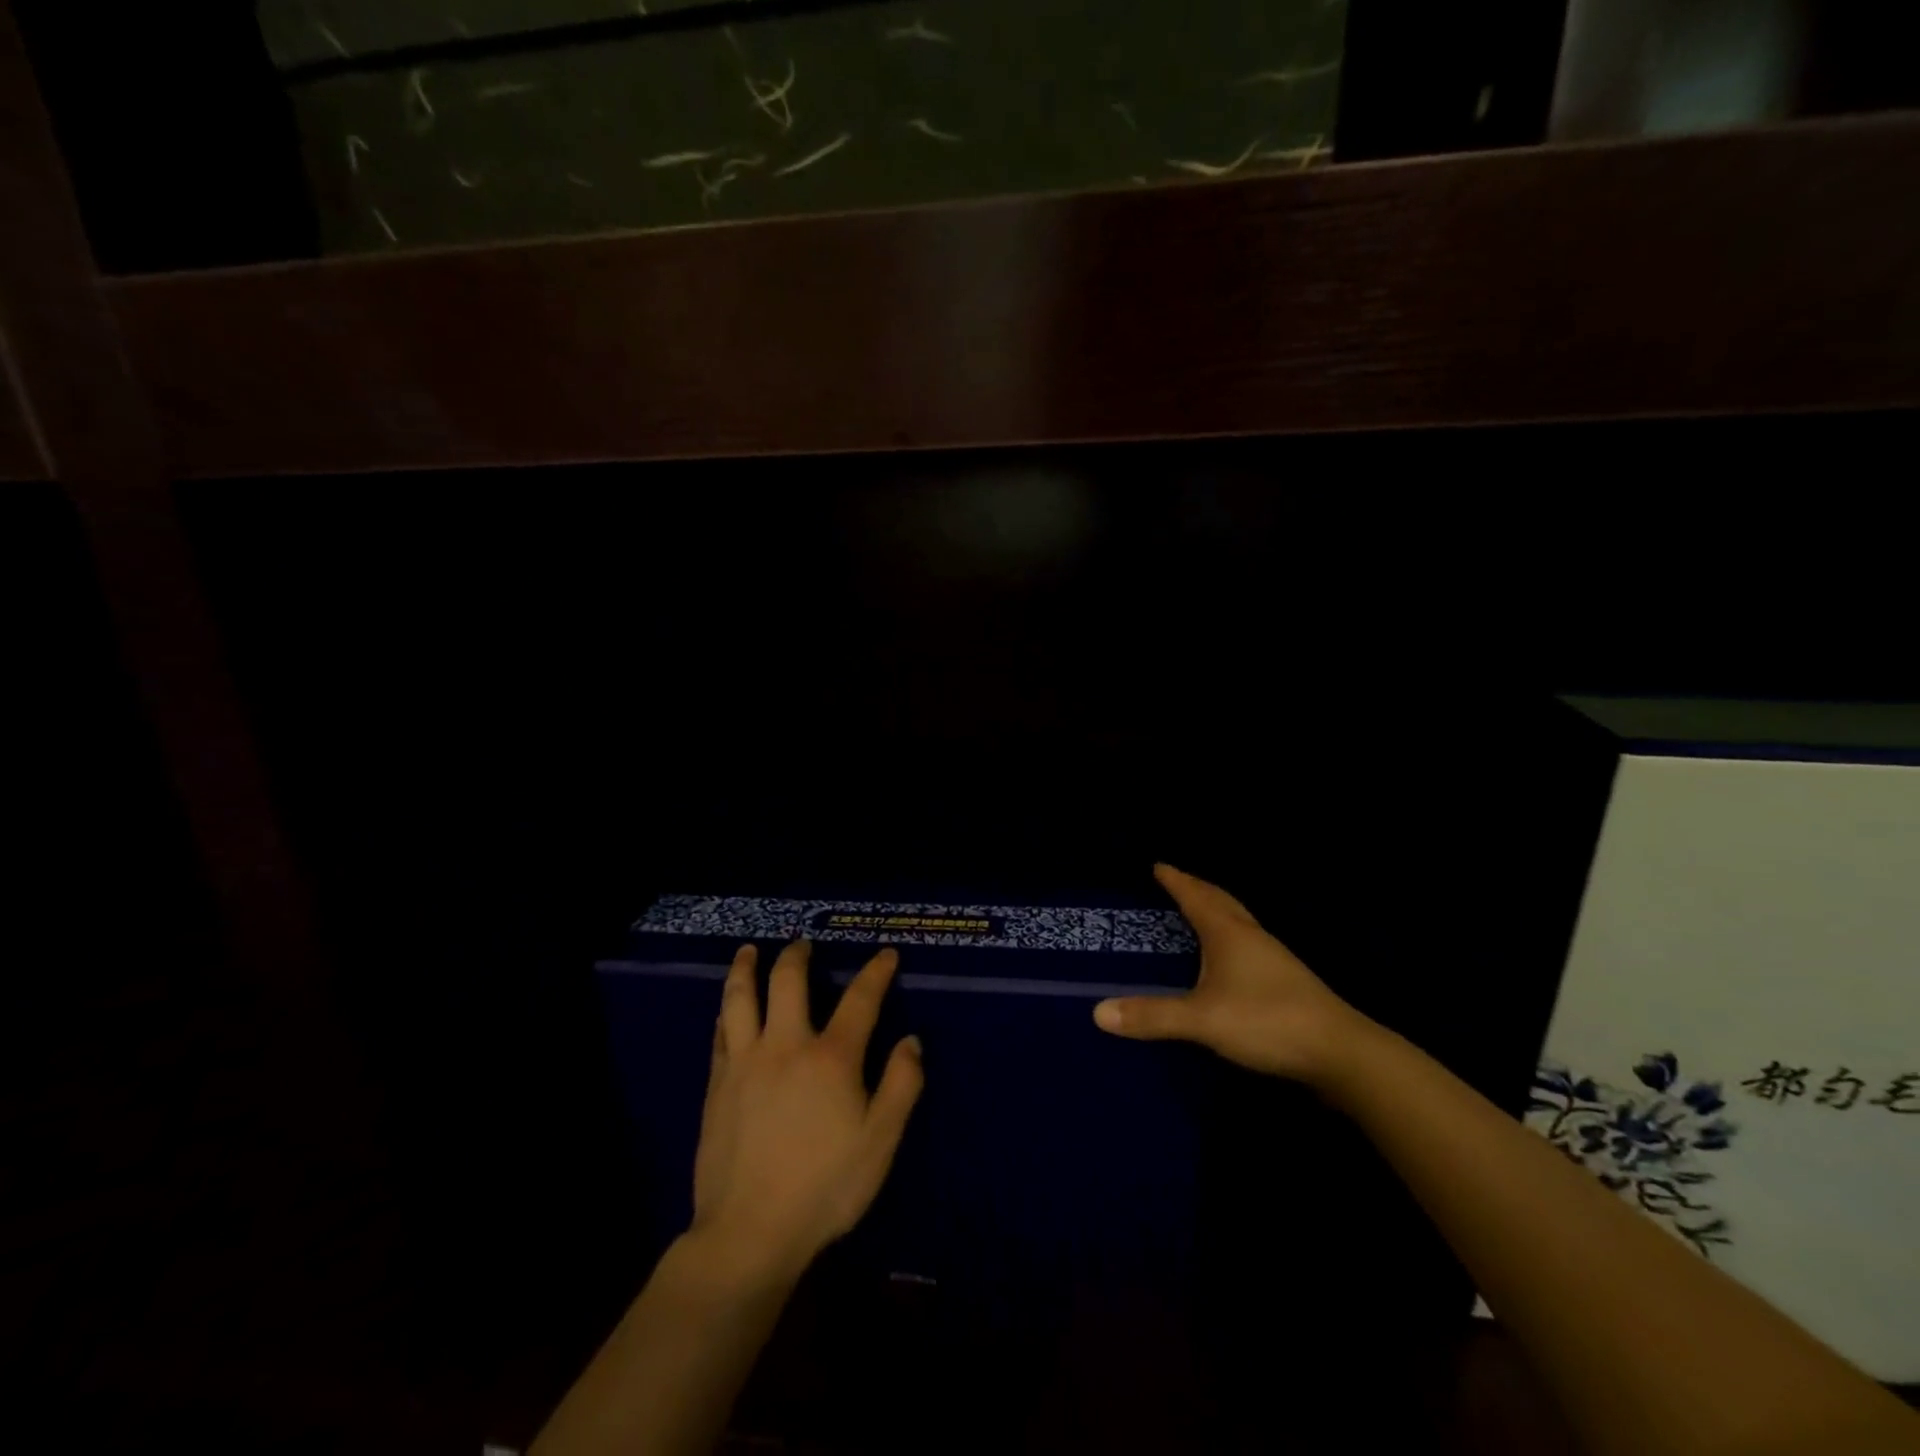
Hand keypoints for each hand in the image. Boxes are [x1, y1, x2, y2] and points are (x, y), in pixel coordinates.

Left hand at [691, 941, 923, 1280]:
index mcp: (831, 1058)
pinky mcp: (717, 1085)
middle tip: (803, 944)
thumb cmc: (825, 1188)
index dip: (876, 972)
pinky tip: (726, 1008)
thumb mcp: (880, 1142)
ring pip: (740, 998)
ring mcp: (745, 1062)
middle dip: (798, 956)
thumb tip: (910, 1041)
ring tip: (748, 951)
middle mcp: (786, 1045)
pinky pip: (720, 1033)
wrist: (750, 1232)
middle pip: (788, 981)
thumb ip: (901, 1085)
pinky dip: (726, 1011)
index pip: (860, 999)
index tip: (886, 955)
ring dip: (746, 968)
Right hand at [1093, 864, 1375, 1087]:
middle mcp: (1251, 936)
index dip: (1175, 880)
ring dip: (1215, 909)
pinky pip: (1247, 942)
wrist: (1340, 1052)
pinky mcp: (1285, 981)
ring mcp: (1272, 957)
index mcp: (1228, 932)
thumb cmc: (1267, 1020)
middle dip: (1196, 888)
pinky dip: (1229, 934)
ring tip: (1197, 911)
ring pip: (1237, 921)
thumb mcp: (1203, 1020)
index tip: (1158, 865)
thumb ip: (1153, 1016)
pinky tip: (1228, 957)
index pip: (1195, 896)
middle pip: (1220, 901)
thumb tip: (1098, 1011)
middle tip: (1175, 880)